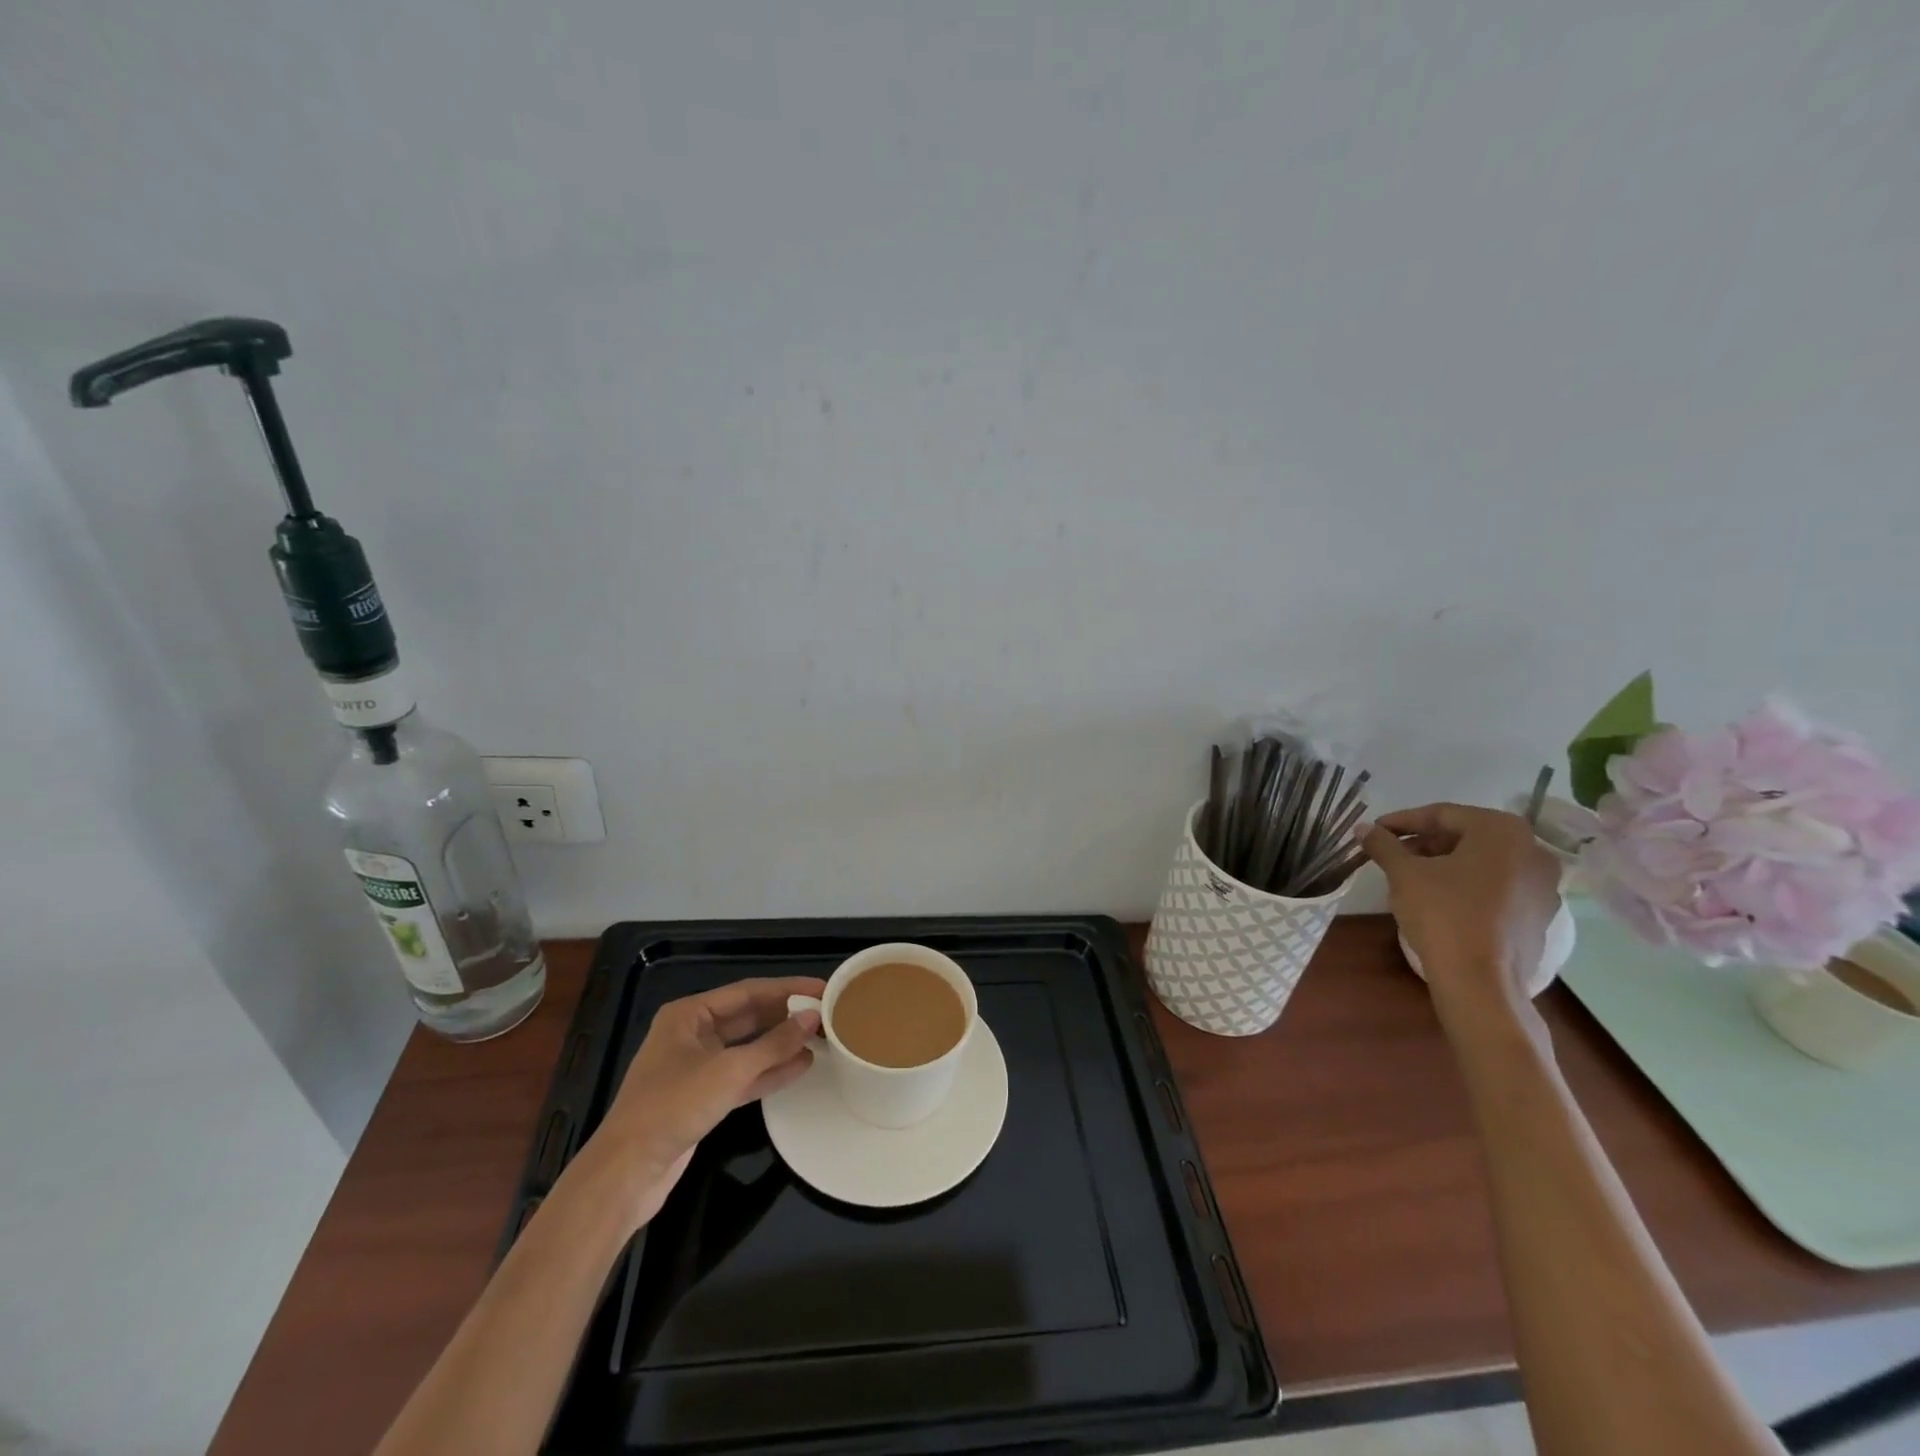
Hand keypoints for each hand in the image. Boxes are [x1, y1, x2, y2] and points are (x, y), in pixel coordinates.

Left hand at [579, 976, 823, 1230]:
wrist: (626, 1173)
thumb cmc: (672, 1107)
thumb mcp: (728, 1071)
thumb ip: (774, 1044)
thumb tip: (812, 1017)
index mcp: (689, 1015)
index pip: (748, 991)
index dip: (788, 988)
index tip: (823, 987)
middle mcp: (693, 1034)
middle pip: (749, 1017)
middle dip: (786, 1016)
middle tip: (827, 1013)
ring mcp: (697, 1067)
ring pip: (748, 1048)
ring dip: (781, 1044)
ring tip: (821, 1038)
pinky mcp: (702, 1098)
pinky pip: (743, 1075)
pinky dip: (769, 1071)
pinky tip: (801, 1066)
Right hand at [1363, 804, 1560, 1019]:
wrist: (1481, 982)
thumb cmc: (1443, 914)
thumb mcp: (1403, 873)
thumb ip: (1383, 844)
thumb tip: (1363, 828)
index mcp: (1502, 831)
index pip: (1442, 814)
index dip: (1402, 822)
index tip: (1375, 831)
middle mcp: (1532, 851)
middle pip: (1466, 836)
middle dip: (1425, 843)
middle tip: (1392, 855)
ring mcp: (1543, 885)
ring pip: (1483, 862)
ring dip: (1445, 864)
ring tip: (1411, 877)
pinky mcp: (1540, 915)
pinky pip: (1498, 887)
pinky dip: (1468, 885)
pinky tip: (1440, 900)